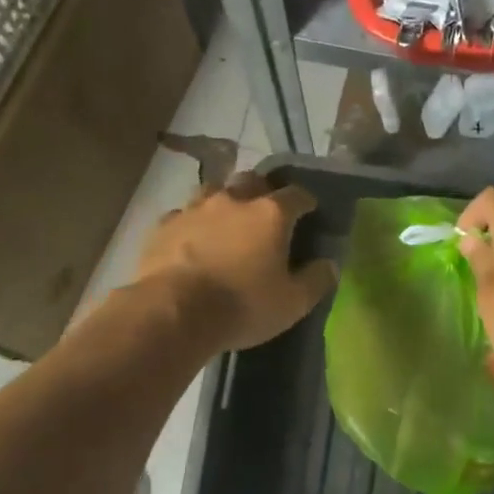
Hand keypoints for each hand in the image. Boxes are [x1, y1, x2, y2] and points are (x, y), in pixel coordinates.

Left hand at [133, 172, 336, 351]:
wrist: (173, 312)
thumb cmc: (242, 306)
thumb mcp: (292, 303)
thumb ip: (316, 280)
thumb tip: (329, 264)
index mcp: (271, 214)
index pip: (297, 195)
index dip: (306, 201)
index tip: (310, 212)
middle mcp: (234, 200)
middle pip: (253, 181)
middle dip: (263, 191)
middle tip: (266, 213)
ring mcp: (195, 208)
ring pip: (215, 190)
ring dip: (225, 200)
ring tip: (227, 221)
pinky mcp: (164, 225)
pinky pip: (183, 214)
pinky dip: (193, 222)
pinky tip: (193, 239)